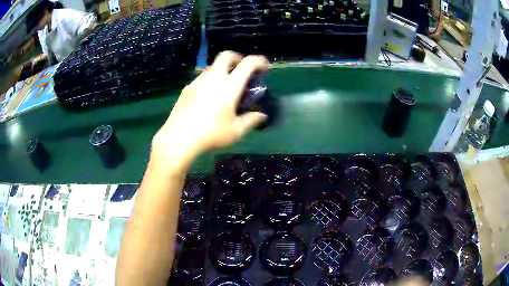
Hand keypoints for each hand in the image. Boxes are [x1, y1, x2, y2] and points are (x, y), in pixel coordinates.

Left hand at [152, 51, 268, 163]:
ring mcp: (198, 81)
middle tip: (242, 69)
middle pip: (226, 55)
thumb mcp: (236, 131)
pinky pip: (202, 78)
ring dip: (223, 70)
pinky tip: (209, 97)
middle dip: (237, 57)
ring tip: (226, 86)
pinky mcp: (187, 88)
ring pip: (213, 66)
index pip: (248, 63)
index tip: (265, 67)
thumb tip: (262, 115)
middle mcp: (214, 77)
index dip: (259, 61)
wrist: (179, 138)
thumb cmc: (211, 134)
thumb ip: (251, 120)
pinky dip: (210, 80)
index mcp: (230, 85)